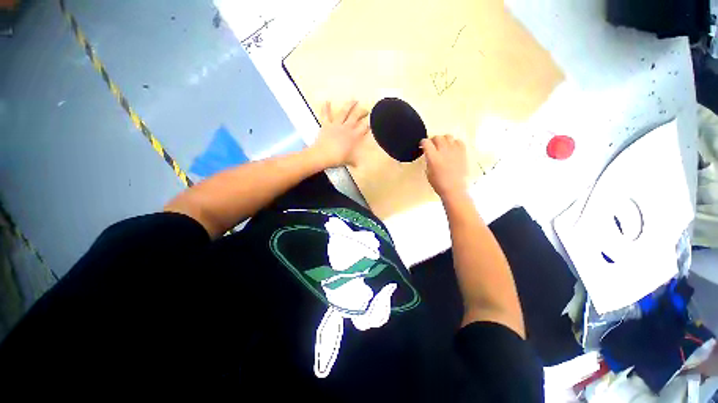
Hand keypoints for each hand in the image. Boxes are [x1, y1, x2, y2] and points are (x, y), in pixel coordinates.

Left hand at [311, 100, 369, 167]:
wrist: (323, 155)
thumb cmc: (338, 158)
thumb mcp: (350, 161)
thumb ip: (355, 162)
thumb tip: (359, 166)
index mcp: (354, 136)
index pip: (364, 127)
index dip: (370, 122)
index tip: (374, 119)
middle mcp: (347, 128)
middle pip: (356, 116)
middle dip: (362, 111)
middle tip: (366, 109)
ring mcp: (336, 125)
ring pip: (344, 112)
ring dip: (349, 105)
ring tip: (354, 100)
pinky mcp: (326, 124)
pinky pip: (326, 115)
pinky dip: (325, 108)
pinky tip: (326, 101)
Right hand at [421, 135, 468, 199]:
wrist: (455, 189)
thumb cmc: (439, 184)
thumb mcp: (428, 172)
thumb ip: (429, 161)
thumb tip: (429, 155)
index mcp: (433, 157)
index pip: (426, 142)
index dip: (423, 143)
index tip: (423, 146)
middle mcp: (443, 151)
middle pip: (437, 137)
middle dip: (433, 140)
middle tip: (432, 145)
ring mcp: (454, 151)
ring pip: (448, 136)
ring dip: (444, 140)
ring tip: (443, 146)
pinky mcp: (463, 152)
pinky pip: (458, 141)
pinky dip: (454, 143)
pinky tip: (452, 148)